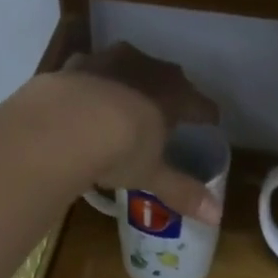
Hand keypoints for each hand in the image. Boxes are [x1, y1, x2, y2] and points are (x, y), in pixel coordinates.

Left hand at [60, 42, 223, 222]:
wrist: (61, 126)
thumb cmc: (120, 150)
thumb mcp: (152, 175)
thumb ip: (182, 192)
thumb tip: (216, 216)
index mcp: (172, 95)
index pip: (199, 103)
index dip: (207, 114)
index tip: (211, 121)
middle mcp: (145, 68)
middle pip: (167, 77)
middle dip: (170, 93)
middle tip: (169, 110)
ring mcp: (107, 61)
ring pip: (128, 66)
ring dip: (131, 81)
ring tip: (127, 100)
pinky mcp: (73, 65)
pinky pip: (90, 71)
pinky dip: (93, 83)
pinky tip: (86, 98)